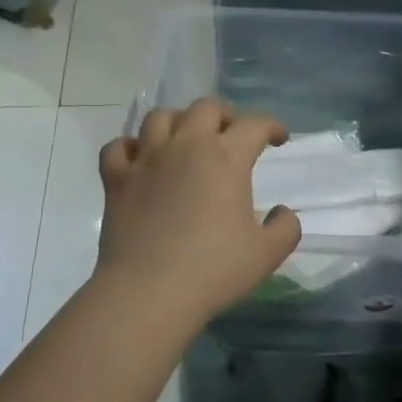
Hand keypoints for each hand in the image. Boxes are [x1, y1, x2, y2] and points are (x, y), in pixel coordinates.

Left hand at [95, 99, 302, 328]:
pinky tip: (141, 159)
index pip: (254, 125)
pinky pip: (118, 147)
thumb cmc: (213, 270)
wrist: (148, 292)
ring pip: (160, 117)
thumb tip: (282, 212)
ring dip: (178, 122)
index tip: (279, 138)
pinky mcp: (116, 181)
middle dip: (225, 115)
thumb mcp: (267, 254)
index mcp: (226, 158)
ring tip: (187, 140)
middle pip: (205, 108)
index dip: (272, 126)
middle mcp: (185, 147)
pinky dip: (131, 146)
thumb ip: (285, 228)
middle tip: (233, 135)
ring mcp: (146, 160)